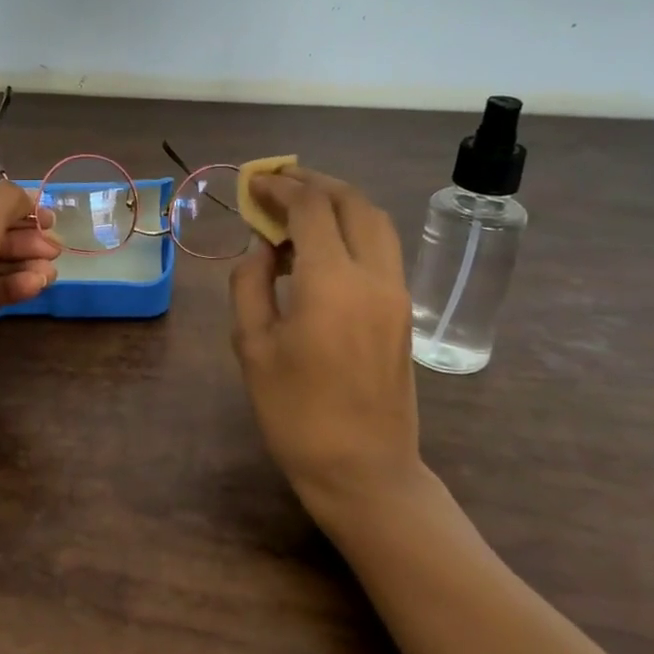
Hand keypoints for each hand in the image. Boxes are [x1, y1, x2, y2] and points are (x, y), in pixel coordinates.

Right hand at [228, 167, 425, 523]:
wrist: (364, 471)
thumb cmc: (296, 414)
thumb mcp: (252, 347)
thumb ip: (250, 284)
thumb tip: (261, 248)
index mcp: (332, 283)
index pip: (310, 209)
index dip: (279, 188)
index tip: (252, 183)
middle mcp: (373, 276)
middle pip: (351, 201)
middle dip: (312, 182)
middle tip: (276, 182)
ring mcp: (396, 292)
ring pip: (375, 220)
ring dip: (337, 201)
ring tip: (299, 206)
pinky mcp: (403, 310)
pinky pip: (381, 248)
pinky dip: (351, 228)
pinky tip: (321, 246)